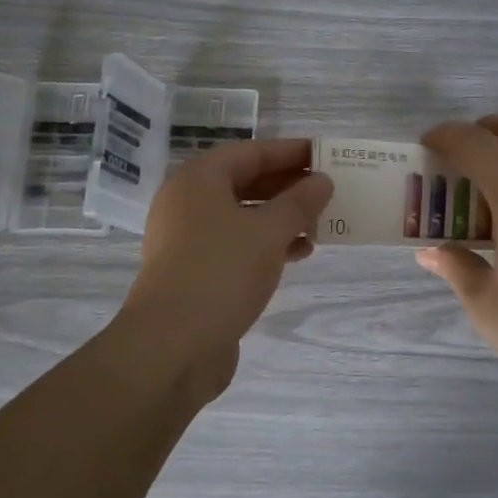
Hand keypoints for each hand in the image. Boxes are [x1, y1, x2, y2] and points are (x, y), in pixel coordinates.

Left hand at [121, 138, 333, 398]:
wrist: (172, 345)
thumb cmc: (222, 271)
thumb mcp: (269, 231)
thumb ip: (299, 203)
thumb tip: (321, 181)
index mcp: (198, 180)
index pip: (251, 152)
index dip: (289, 152)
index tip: (323, 154)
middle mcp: (187, 203)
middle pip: (245, 182)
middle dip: (287, 187)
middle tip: (326, 190)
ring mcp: (187, 239)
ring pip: (242, 216)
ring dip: (281, 218)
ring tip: (319, 226)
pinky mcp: (193, 271)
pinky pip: (236, 245)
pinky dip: (266, 245)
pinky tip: (297, 254)